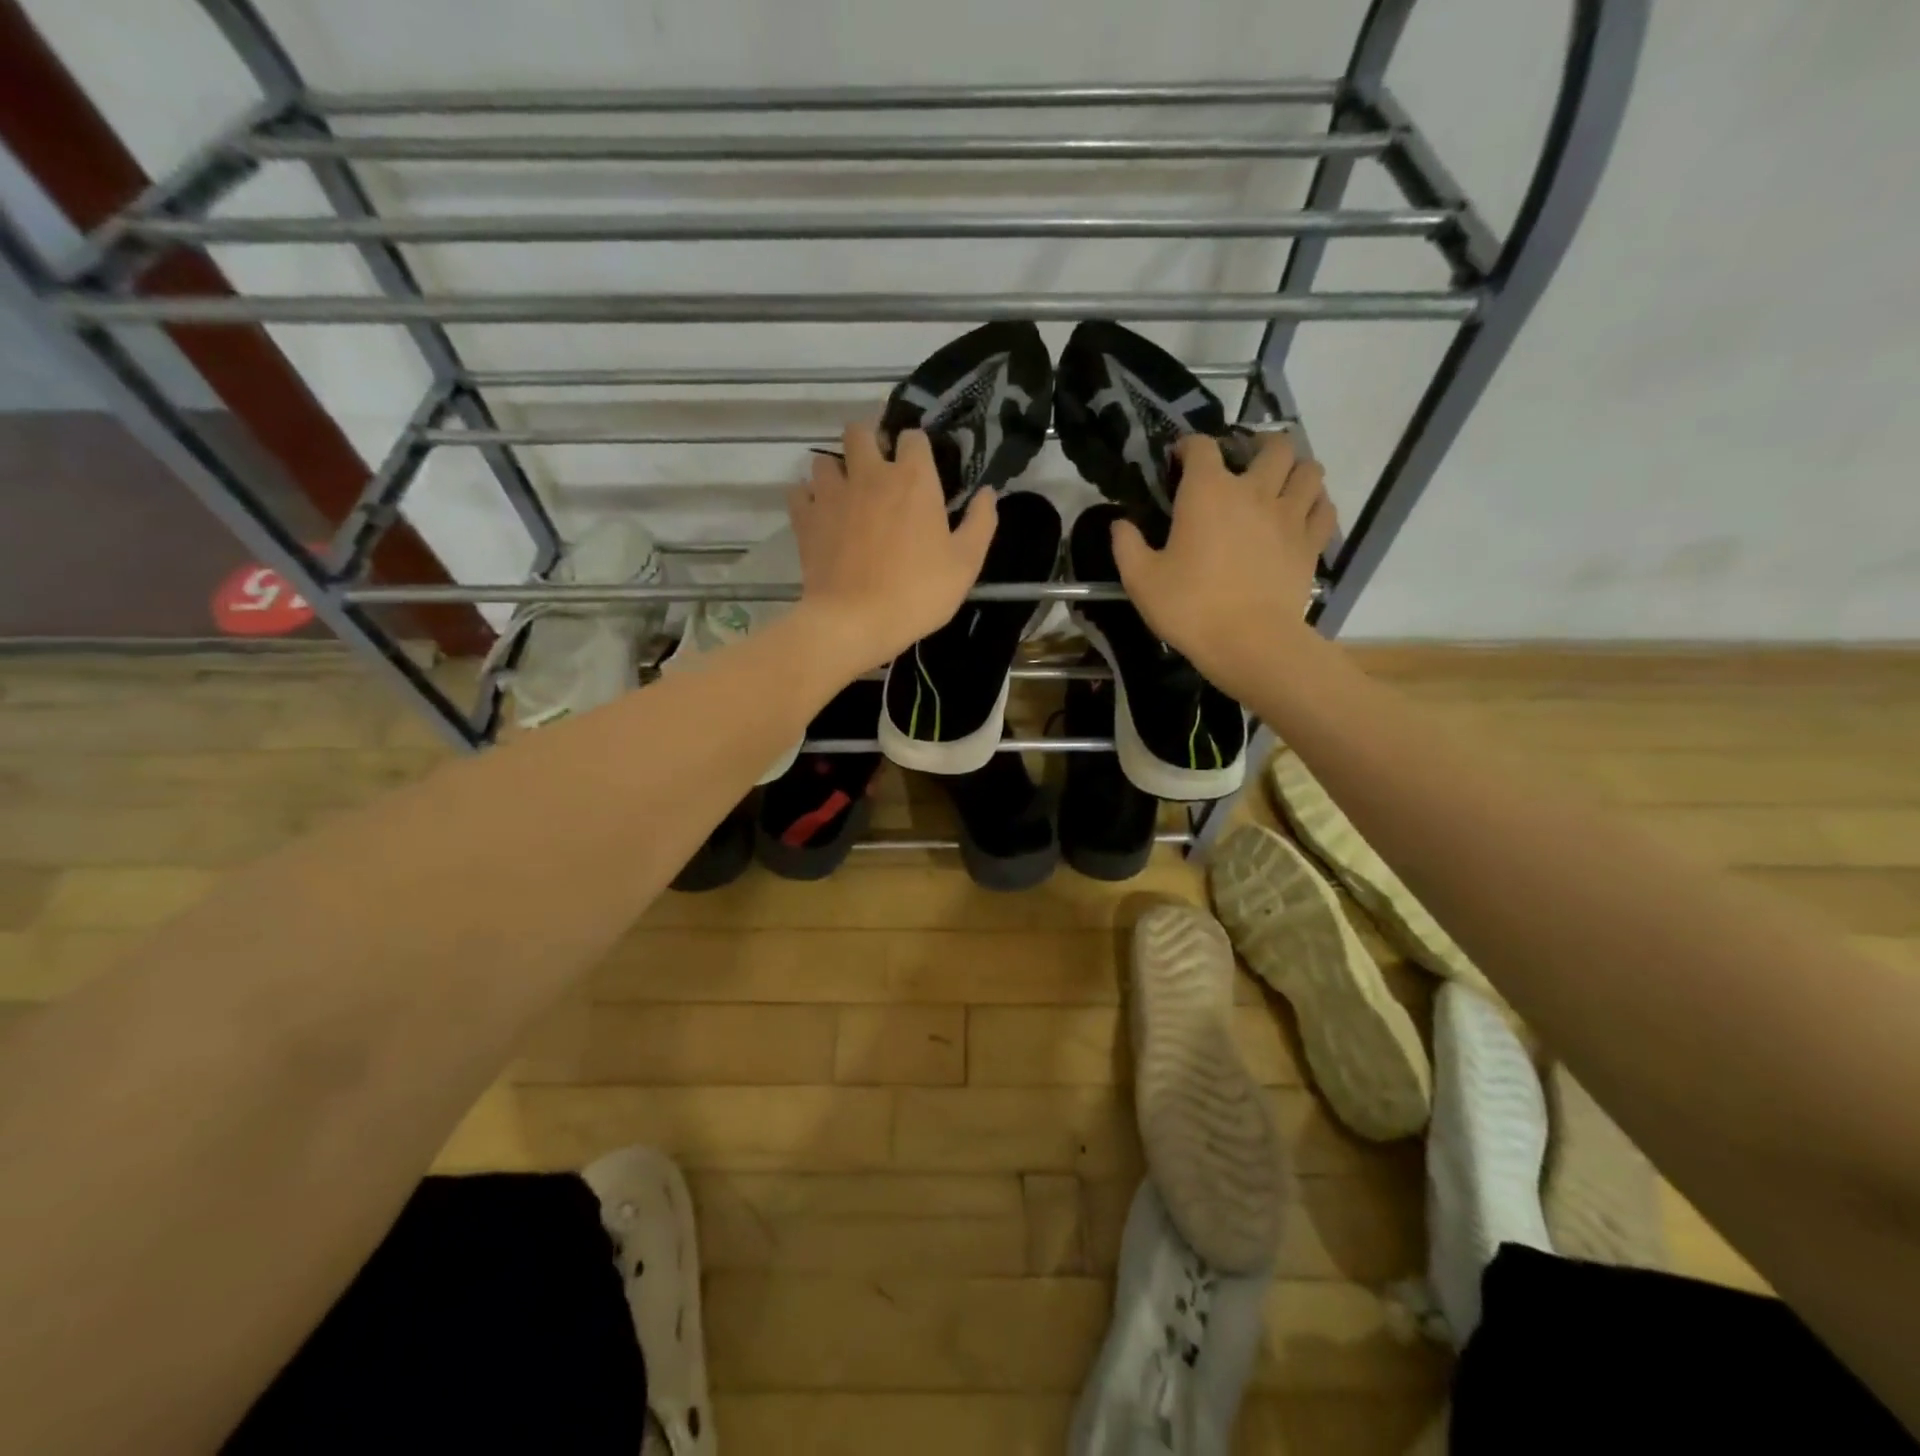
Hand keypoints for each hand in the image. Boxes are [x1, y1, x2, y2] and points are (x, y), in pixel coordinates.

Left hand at [787, 425, 996, 674]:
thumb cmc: (918, 592)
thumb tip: (988, 493)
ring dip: (836, 470)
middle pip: (860, 431)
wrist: (856, 621)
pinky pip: (799, 492)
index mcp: (913, 478)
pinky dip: (808, 499)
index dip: (917, 447)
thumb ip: (981, 522)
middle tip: (878, 469)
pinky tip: (820, 515)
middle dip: (869, 441)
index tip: (921, 467)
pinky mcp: (806, 518)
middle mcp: (869, 474)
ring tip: (846, 494)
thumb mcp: (966, 563)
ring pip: (824, 459)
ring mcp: (832, 494)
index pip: (913, 436)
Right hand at [1110, 432, 1332, 682]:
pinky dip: (1315, 502)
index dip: (1189, 446)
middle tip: (1245, 461)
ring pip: (1309, 470)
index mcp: (1207, 493)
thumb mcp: (1141, 580)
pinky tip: (1303, 512)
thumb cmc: (1189, 608)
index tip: (1179, 459)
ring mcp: (1289, 515)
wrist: (1248, 642)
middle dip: (1259, 445)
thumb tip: (1120, 523)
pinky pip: (1324, 508)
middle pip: (1274, 446)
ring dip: (1295, 469)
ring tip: (1281, 482)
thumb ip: (1126, 546)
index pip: (1202, 447)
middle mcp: (1254, 491)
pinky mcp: (1311, 543)